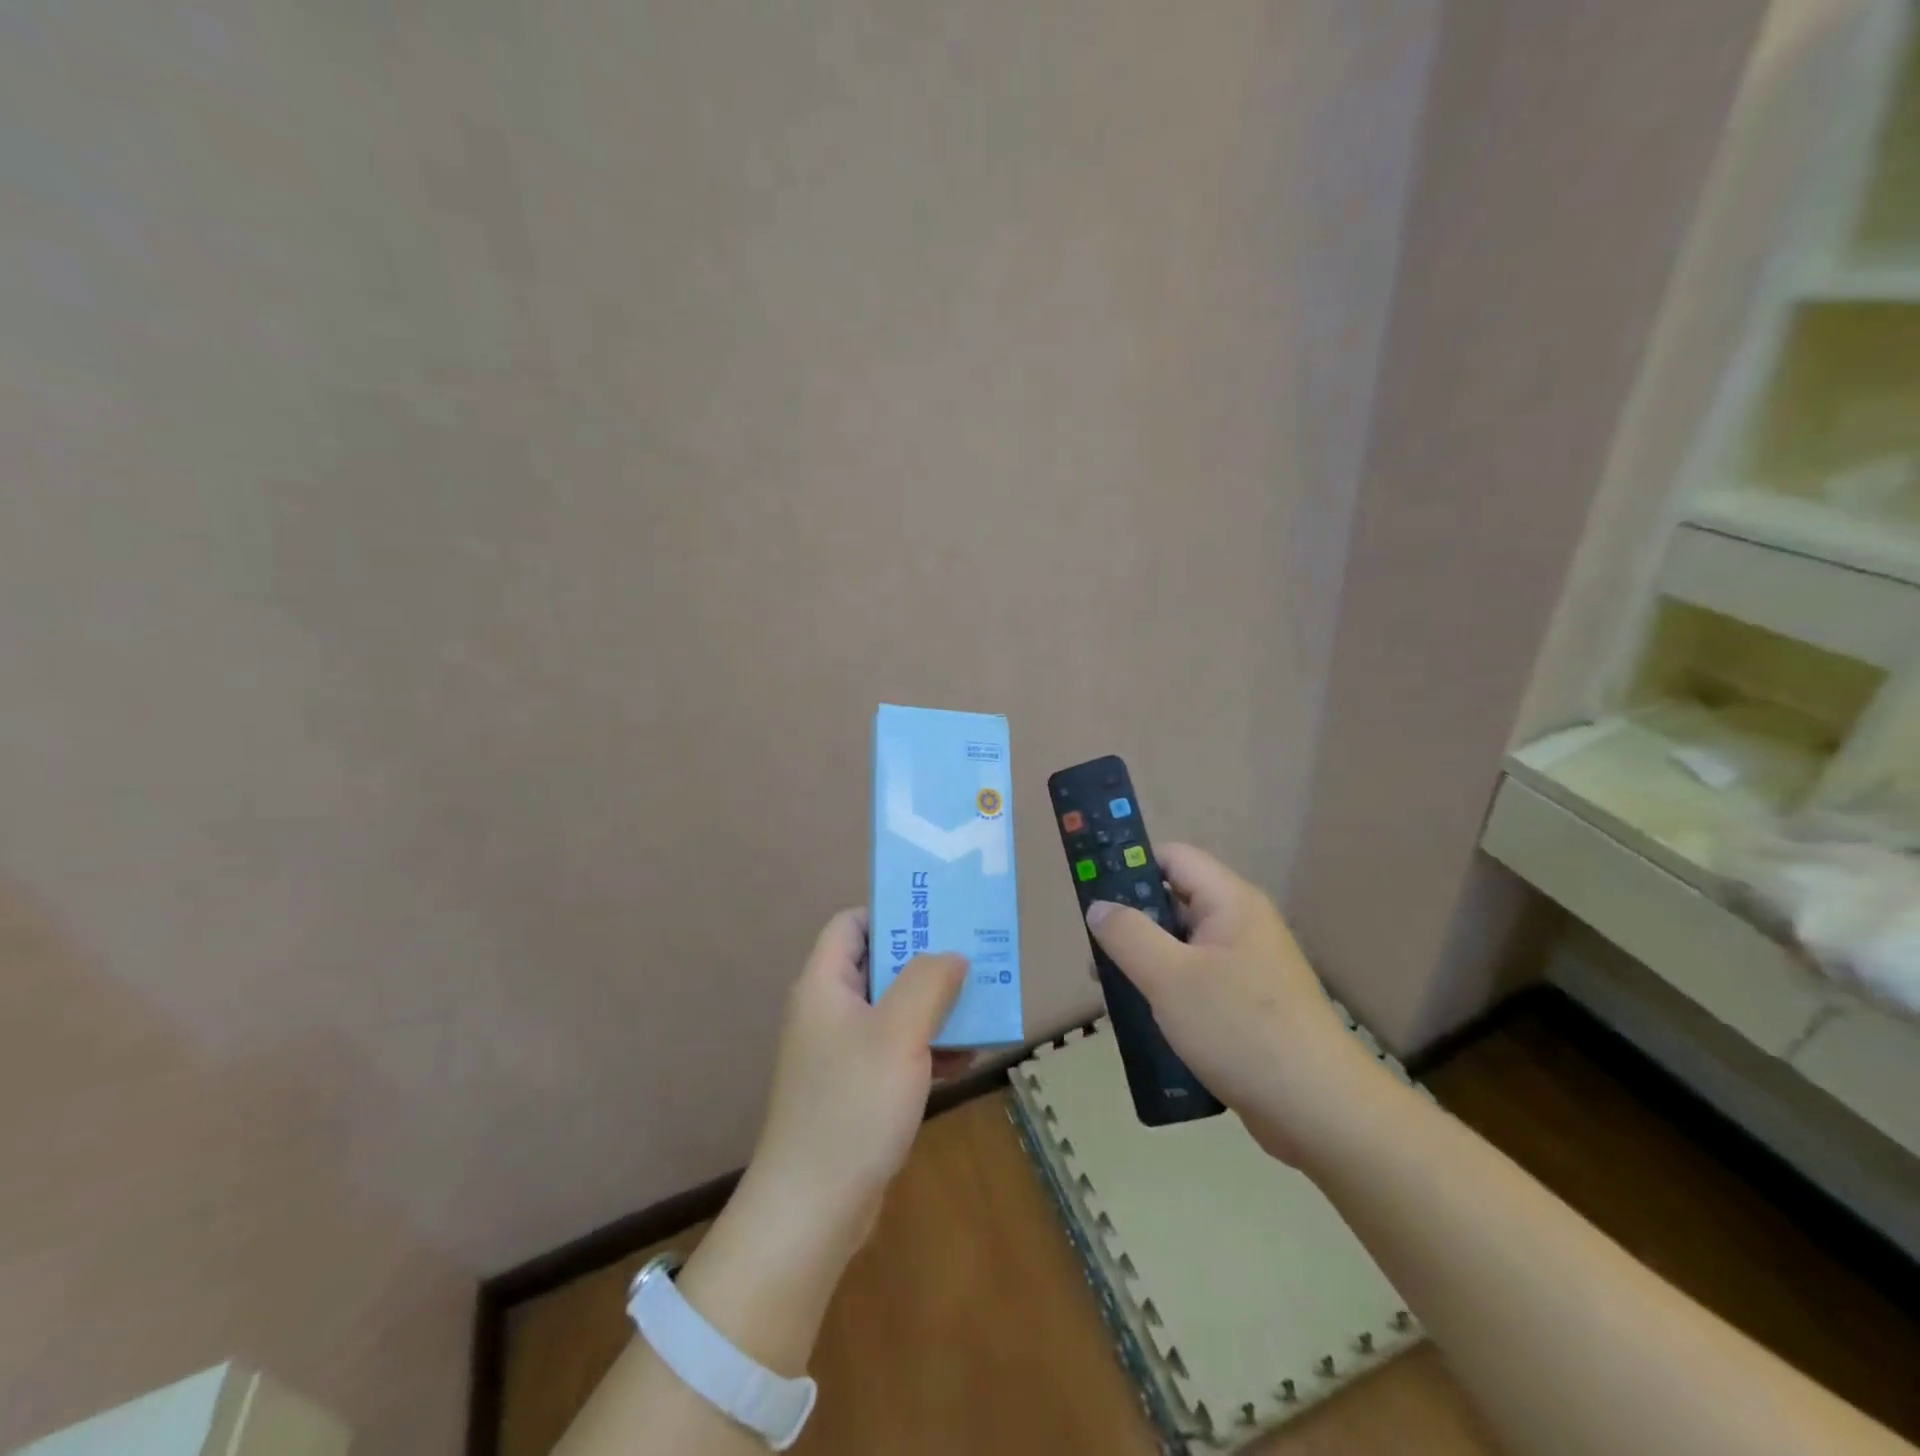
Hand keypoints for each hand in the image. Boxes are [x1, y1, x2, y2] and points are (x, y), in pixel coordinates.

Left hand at [745, 909, 968, 1247]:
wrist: (813, 1209)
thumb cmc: (853, 1105)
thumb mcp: (899, 1033)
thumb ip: (929, 982)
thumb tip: (952, 955)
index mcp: (826, 985)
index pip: (852, 924)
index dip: (891, 914)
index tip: (938, 921)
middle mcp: (829, 1011)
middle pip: (880, 965)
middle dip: (927, 964)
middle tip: (974, 960)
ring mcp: (842, 1052)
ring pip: (894, 1010)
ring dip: (935, 1008)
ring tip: (981, 1010)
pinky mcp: (856, 1088)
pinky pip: (896, 1050)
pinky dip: (928, 1048)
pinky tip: (965, 1061)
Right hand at [1086, 843, 1382, 1163]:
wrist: (1319, 1111)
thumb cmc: (1240, 1029)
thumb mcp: (1170, 977)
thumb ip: (1127, 934)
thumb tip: (1098, 906)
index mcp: (1230, 902)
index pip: (1173, 858)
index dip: (1131, 865)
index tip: (1093, 893)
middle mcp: (1241, 926)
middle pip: (1175, 902)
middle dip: (1132, 923)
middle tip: (1094, 952)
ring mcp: (1247, 968)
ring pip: (1182, 948)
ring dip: (1145, 963)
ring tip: (1110, 992)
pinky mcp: (1248, 1006)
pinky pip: (1197, 982)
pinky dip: (1167, 992)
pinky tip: (1144, 1020)